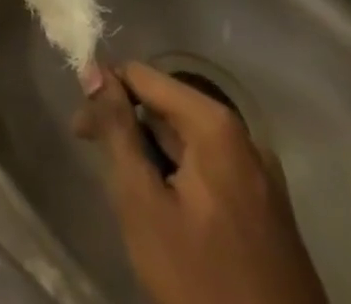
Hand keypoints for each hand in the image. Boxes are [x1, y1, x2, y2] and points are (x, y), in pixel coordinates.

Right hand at [74, 60, 328, 303]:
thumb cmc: (202, 280)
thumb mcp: (143, 202)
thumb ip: (117, 129)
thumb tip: (93, 69)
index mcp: (215, 125)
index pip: (142, 76)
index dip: (105, 93)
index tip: (81, 130)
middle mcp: (244, 137)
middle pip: (167, 108)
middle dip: (129, 128)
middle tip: (100, 165)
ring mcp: (262, 176)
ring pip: (188, 143)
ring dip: (153, 157)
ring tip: (133, 197)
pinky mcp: (268, 210)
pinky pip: (212, 171)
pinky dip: (181, 179)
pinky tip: (168, 215)